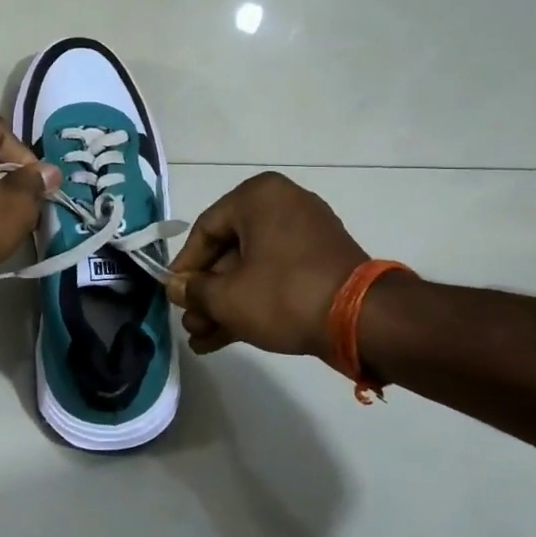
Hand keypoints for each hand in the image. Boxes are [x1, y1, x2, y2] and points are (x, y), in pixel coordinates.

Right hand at [166, 171, 368, 362]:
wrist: (362, 320)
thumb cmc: (284, 294)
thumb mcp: (227, 297)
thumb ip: (194, 290)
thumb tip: (177, 287)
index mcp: (258, 197)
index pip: (205, 229)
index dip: (184, 267)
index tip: (173, 295)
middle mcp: (282, 206)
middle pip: (229, 252)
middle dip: (206, 294)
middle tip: (191, 324)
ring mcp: (306, 235)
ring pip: (251, 269)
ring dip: (226, 304)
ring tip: (203, 339)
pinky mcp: (321, 263)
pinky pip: (276, 277)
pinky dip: (253, 302)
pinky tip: (225, 337)